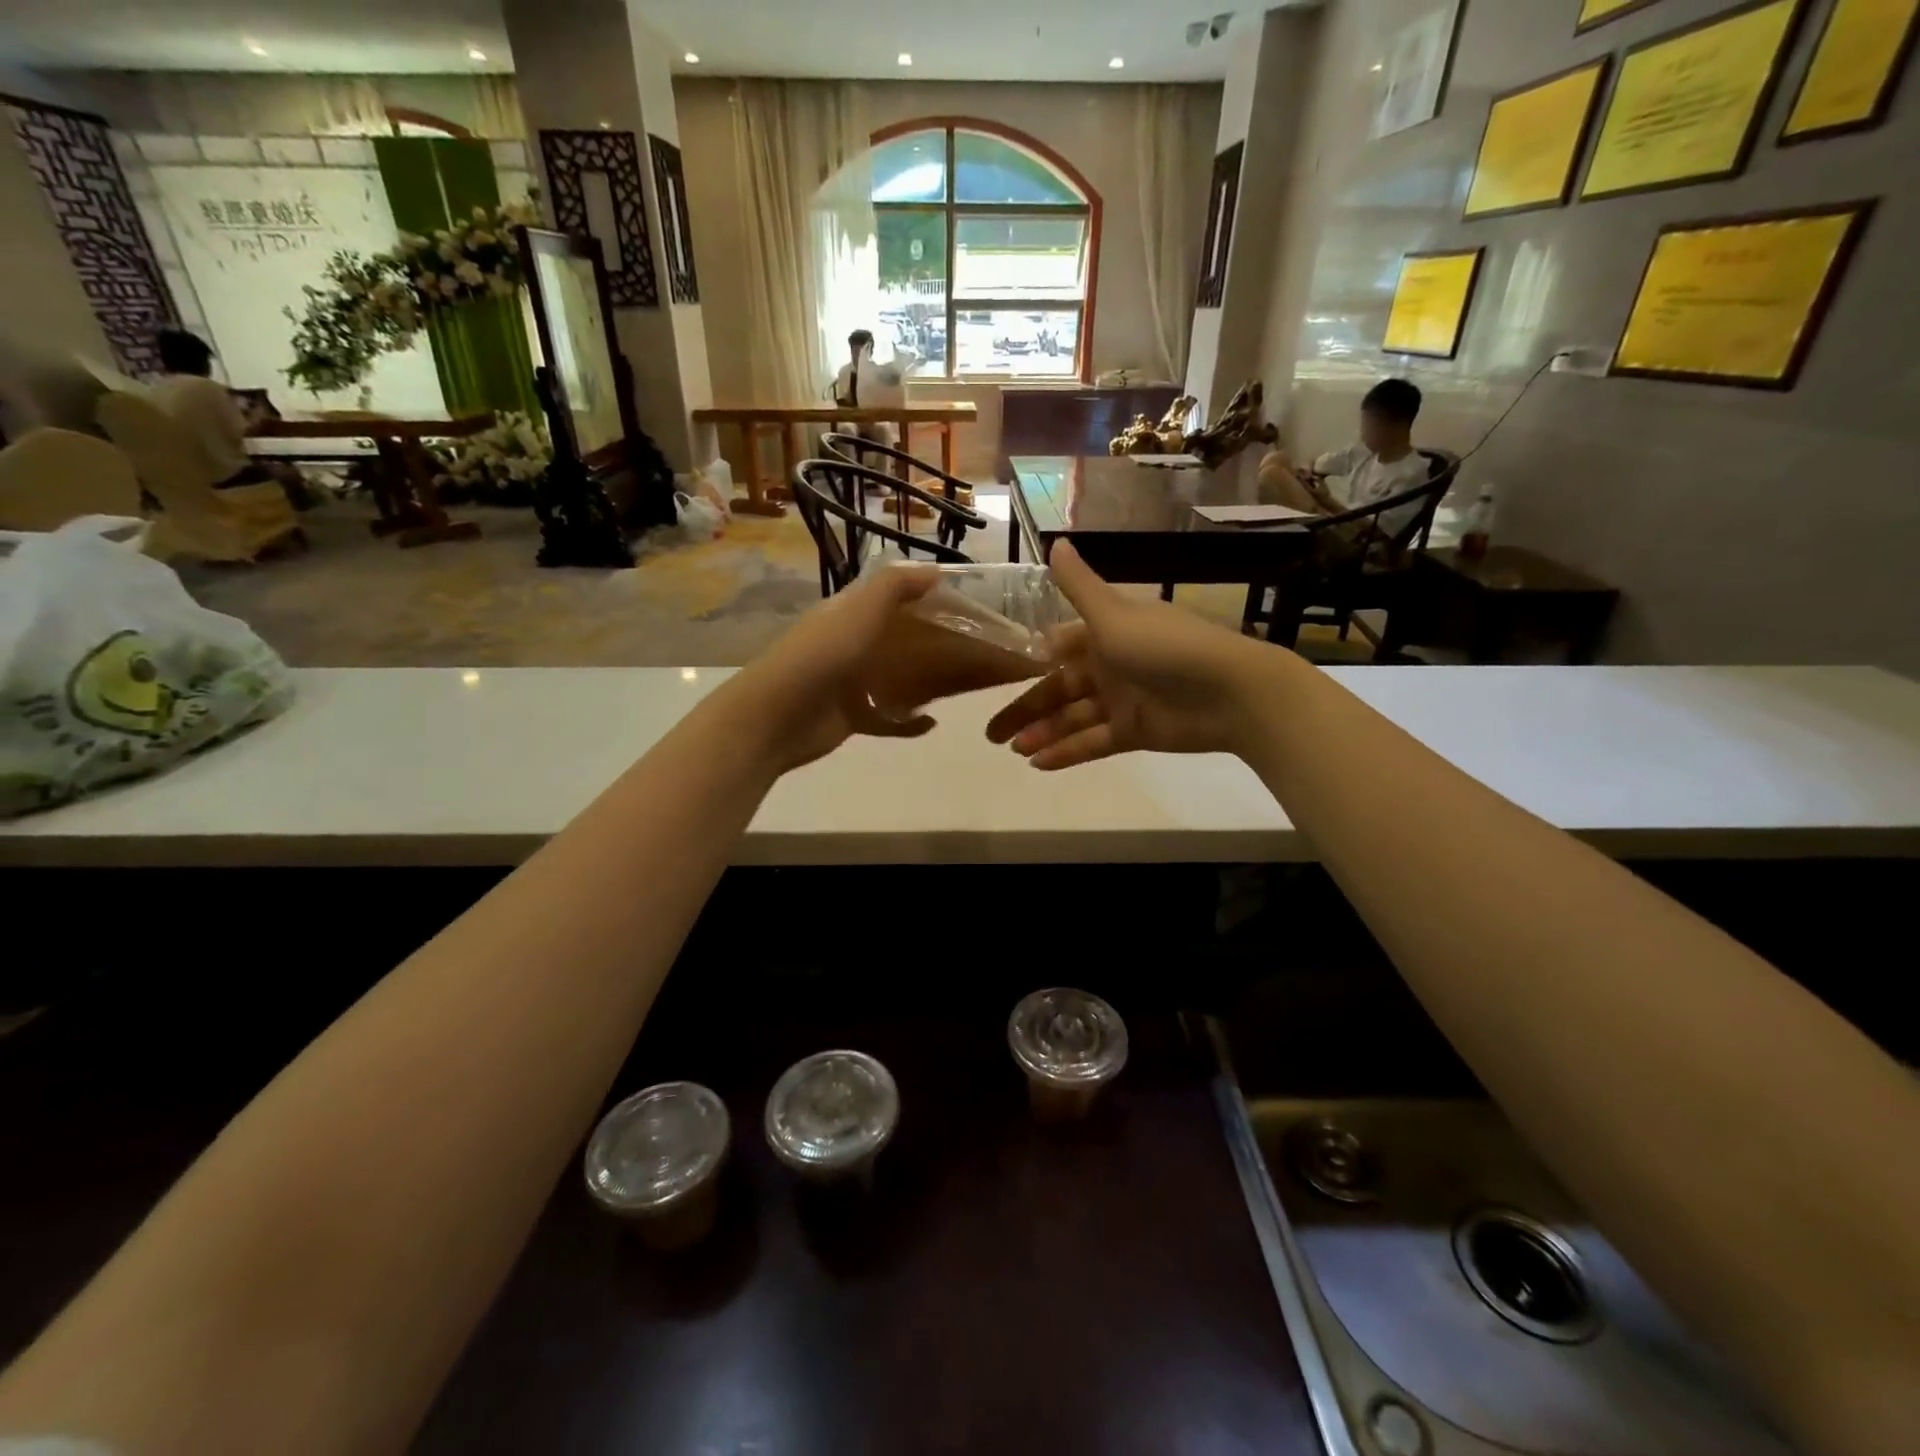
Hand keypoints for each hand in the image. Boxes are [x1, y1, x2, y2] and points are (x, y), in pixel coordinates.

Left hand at [713, 564, 943, 772]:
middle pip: (900, 639)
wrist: (777, 717)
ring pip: (896, 678)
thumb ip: (896, 585)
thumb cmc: (822, 656)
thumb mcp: (860, 610)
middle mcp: (851, 643)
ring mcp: (851, 682)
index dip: (925, 597)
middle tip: (974, 649)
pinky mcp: (852, 717)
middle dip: (932, 642)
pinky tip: (932, 724)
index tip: (965, 607)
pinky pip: (887, 719)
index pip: (893, 597)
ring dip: (924, 681)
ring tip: (962, 684)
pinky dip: (908, 722)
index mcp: (850, 612)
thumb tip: (937, 571)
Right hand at [985, 542, 1278, 769]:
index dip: (1030, 663)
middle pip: (1059, 689)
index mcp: (1105, 633)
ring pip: (1072, 719)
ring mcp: (1122, 701)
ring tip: (1012, 750)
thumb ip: (1079, 586)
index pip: (1058, 648)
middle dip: (1026, 709)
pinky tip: (1038, 763)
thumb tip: (1055, 541)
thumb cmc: (1165, 647)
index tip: (997, 677)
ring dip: (1043, 733)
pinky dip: (1068, 752)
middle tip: (990, 733)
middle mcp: (1110, 665)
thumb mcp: (1114, 614)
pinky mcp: (1134, 732)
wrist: (1230, 692)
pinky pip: (1093, 742)